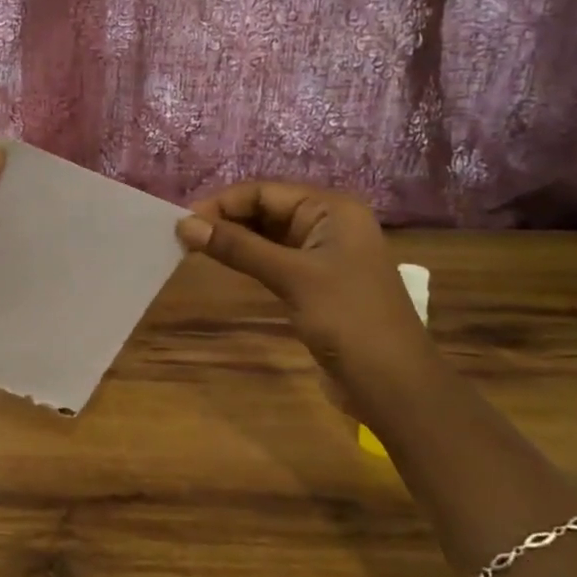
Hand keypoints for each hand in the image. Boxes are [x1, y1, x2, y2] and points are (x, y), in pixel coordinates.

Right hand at [175, 181, 431, 407]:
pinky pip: (275, 259)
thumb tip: (184, 224)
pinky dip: (249, 259)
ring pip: (268, 235)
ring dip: (234, 240)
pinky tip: (224, 265)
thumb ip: (238, 247)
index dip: (222, 203)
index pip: (265, 191)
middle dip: (226, 220)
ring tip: (194, 249)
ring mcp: (324, 254)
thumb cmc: (347, 319)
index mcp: (332, 209)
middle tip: (184, 238)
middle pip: (266, 209)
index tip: (182, 223)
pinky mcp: (317, 282)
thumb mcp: (291, 277)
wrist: (393, 385)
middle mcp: (329, 224)